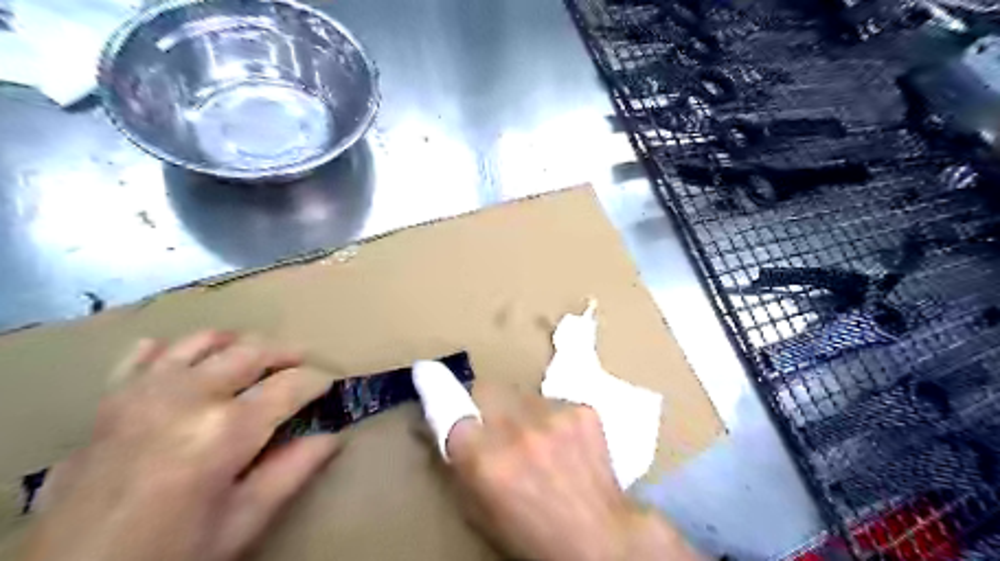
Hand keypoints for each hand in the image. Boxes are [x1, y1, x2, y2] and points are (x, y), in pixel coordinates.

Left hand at [17, 330, 336, 559]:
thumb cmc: (169, 555)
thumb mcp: (242, 523)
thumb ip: (292, 472)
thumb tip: (333, 437)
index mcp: (226, 430)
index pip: (291, 385)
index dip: (318, 381)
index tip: (330, 385)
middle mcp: (188, 397)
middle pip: (252, 351)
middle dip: (287, 352)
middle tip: (303, 361)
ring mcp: (144, 393)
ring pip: (204, 341)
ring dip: (238, 342)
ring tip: (255, 354)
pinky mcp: (110, 401)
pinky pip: (145, 354)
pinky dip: (173, 349)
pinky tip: (186, 360)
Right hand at [441, 385, 704, 559]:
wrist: (600, 539)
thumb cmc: (533, 534)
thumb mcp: (481, 512)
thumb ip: (456, 468)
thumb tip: (436, 429)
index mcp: (486, 461)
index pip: (450, 409)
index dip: (440, 394)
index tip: (428, 373)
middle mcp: (517, 432)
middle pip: (486, 389)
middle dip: (483, 401)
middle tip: (493, 421)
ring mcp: (554, 417)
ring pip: (522, 393)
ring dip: (520, 410)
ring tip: (535, 437)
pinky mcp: (582, 410)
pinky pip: (554, 401)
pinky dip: (551, 417)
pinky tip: (562, 441)